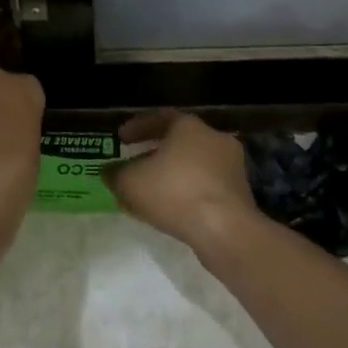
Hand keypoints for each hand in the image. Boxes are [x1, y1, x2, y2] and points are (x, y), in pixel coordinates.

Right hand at [107, 110, 260, 254]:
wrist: (225, 230)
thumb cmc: (175, 192)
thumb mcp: (130, 182)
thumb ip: (116, 174)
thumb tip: (109, 172)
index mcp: (189, 126)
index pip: (160, 117)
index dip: (137, 127)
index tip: (121, 138)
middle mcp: (214, 139)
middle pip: (178, 141)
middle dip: (154, 153)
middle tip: (135, 164)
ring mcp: (231, 167)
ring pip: (192, 165)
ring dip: (170, 175)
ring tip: (149, 193)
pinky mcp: (239, 193)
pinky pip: (204, 186)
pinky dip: (186, 192)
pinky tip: (169, 210)